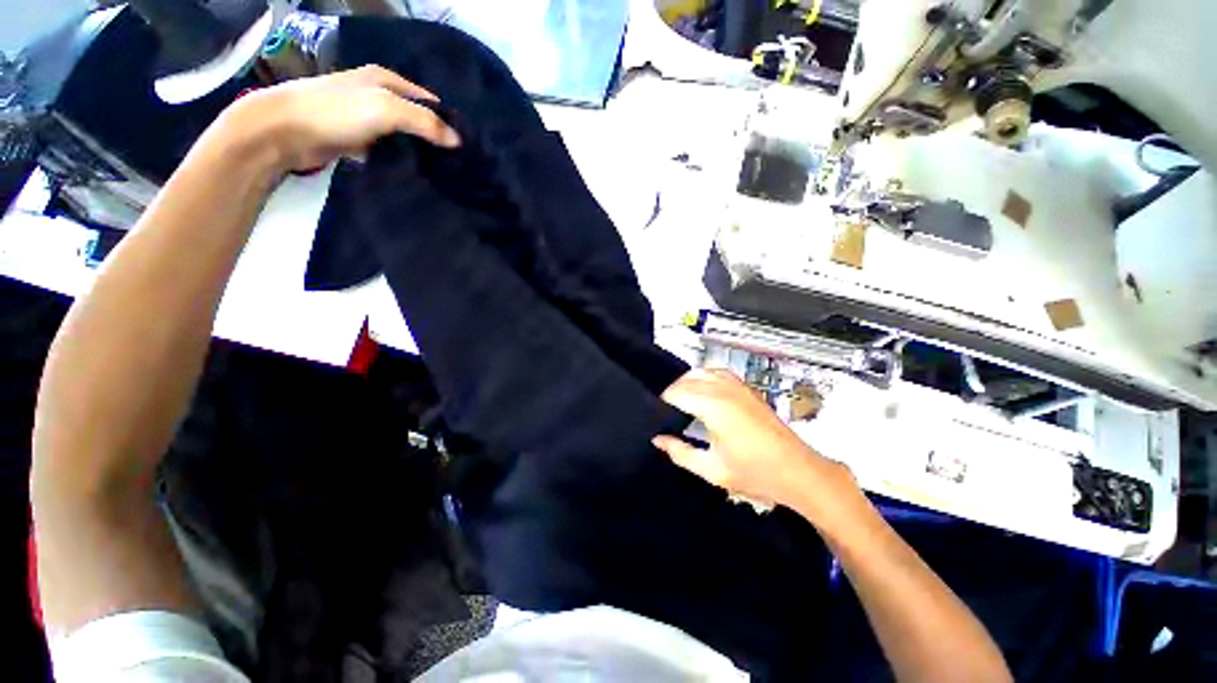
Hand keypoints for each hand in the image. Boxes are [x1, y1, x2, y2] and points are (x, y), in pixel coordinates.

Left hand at [219, 66, 460, 172]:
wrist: (286, 130)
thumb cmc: (337, 111)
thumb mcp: (386, 110)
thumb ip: (424, 123)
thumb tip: (458, 141)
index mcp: (385, 79)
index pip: (428, 99)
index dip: (447, 119)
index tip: (465, 144)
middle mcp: (377, 96)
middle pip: (415, 117)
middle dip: (435, 137)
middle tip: (457, 162)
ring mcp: (366, 119)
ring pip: (403, 136)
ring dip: (418, 151)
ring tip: (442, 172)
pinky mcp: (357, 140)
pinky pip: (388, 150)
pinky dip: (400, 160)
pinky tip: (414, 174)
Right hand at [653, 368, 850, 508]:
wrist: (797, 471)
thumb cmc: (754, 473)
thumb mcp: (712, 470)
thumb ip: (680, 453)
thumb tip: (657, 440)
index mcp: (713, 406)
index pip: (676, 392)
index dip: (661, 401)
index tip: (654, 415)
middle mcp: (723, 389)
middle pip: (686, 380)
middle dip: (671, 392)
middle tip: (664, 412)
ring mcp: (736, 386)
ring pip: (701, 372)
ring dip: (686, 383)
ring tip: (680, 402)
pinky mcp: (746, 388)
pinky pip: (717, 372)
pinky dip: (704, 377)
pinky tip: (702, 393)